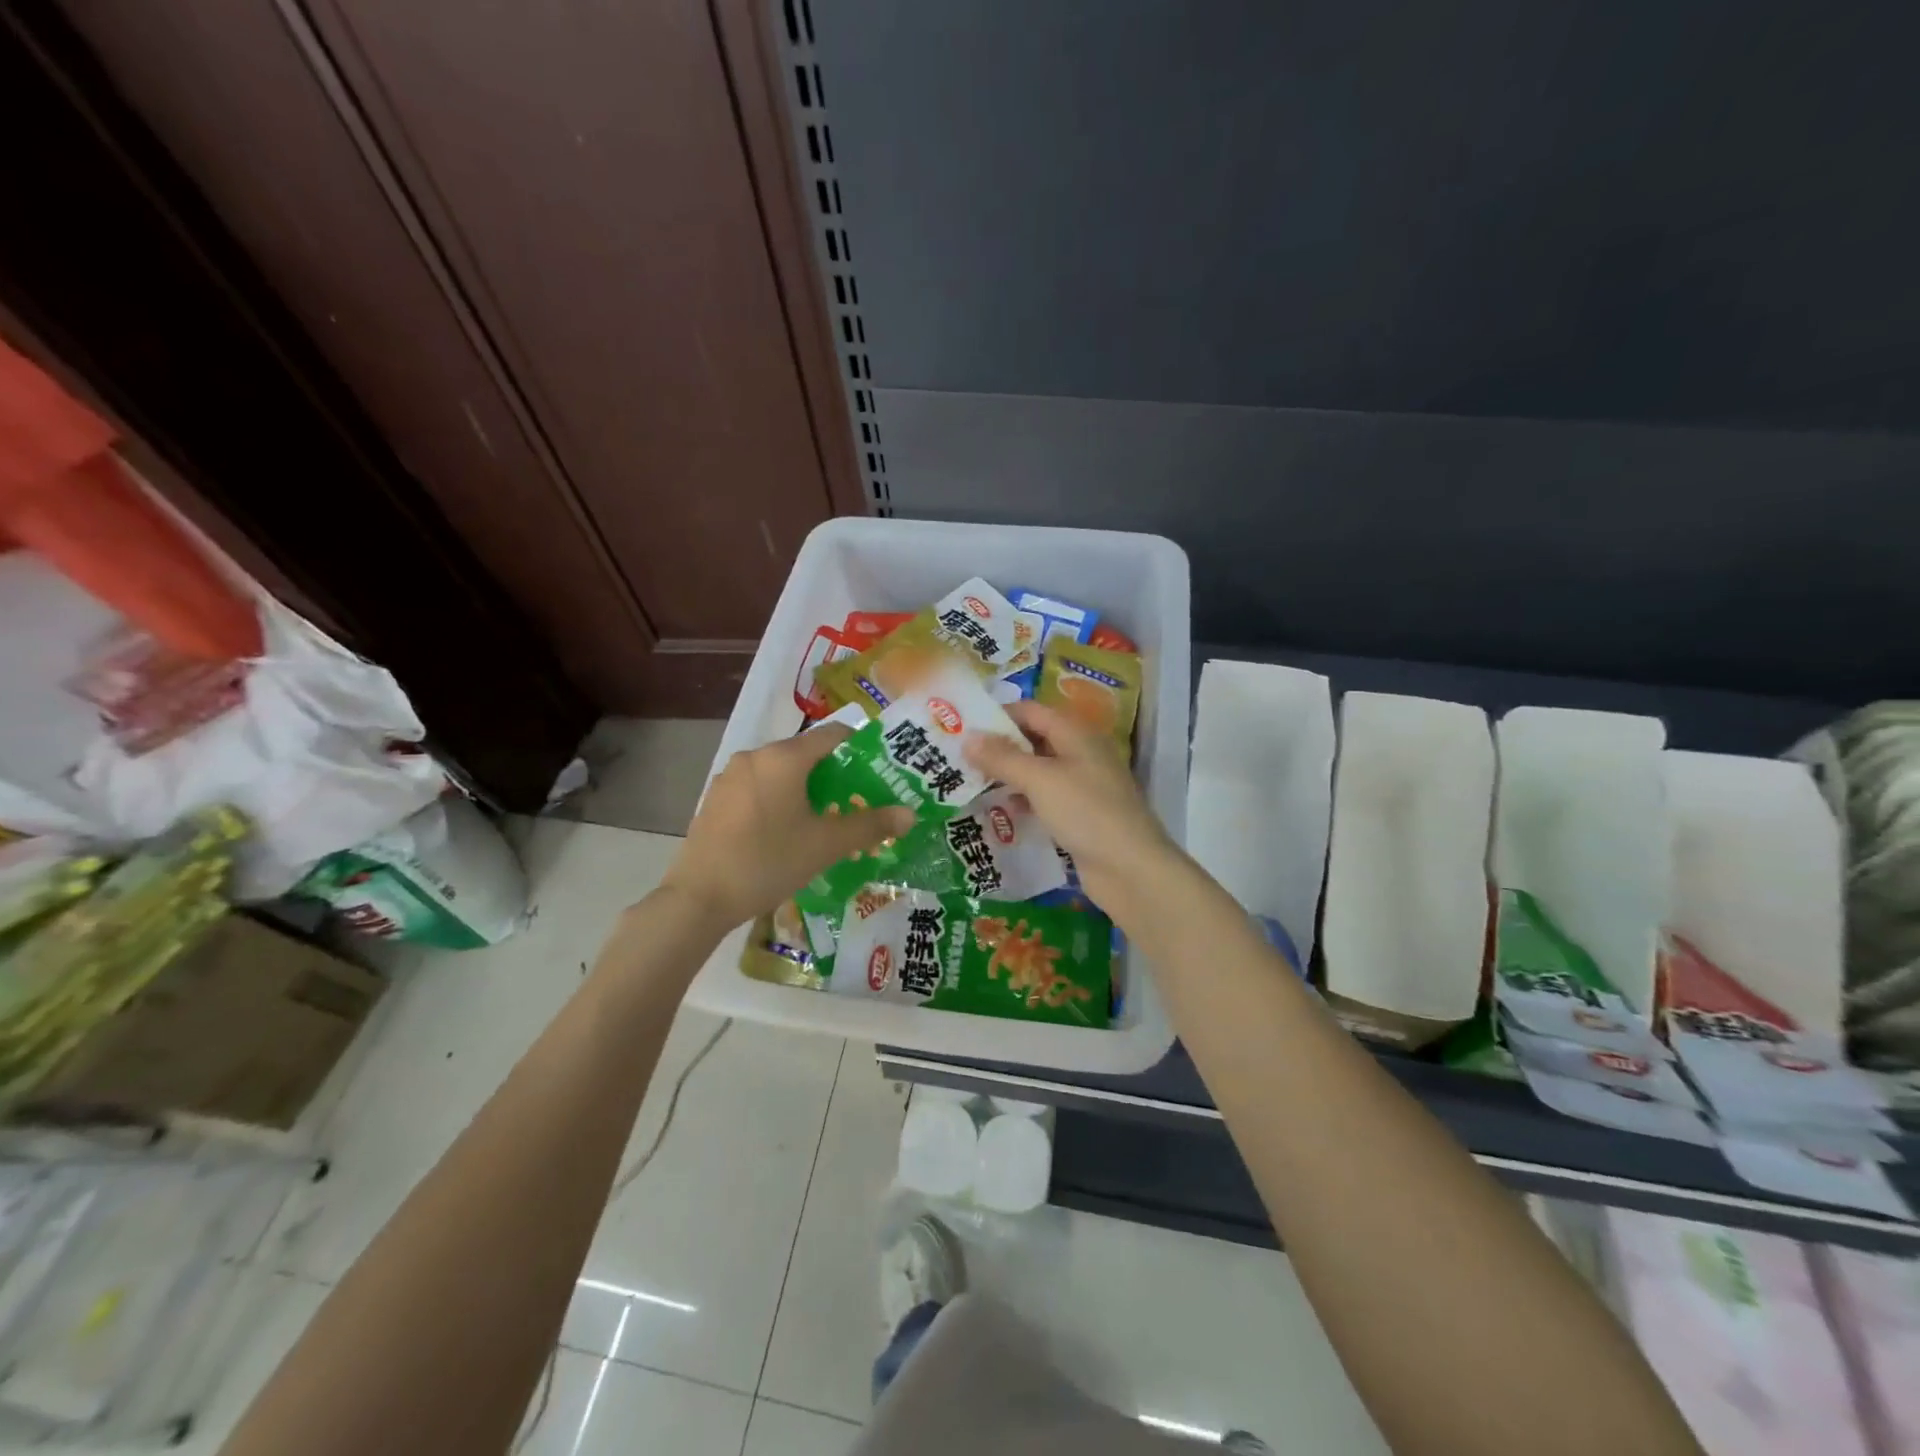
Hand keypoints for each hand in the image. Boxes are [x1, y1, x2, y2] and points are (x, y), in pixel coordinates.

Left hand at [663, 726, 913, 929]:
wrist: (699, 898)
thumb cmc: (768, 862)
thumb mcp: (826, 845)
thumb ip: (870, 825)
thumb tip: (909, 814)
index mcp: (784, 757)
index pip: (833, 735)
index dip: (861, 748)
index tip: (879, 772)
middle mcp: (756, 756)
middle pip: (806, 754)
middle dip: (835, 775)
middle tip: (857, 803)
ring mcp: (731, 777)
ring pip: (781, 773)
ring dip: (806, 790)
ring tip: (824, 822)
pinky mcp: (716, 799)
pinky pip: (759, 789)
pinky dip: (779, 800)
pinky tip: (785, 833)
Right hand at [965, 701, 1177, 919]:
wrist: (1130, 868)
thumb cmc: (1085, 812)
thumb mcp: (1039, 780)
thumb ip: (1002, 758)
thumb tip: (968, 737)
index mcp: (1075, 733)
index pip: (1031, 710)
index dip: (998, 715)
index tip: (962, 727)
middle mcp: (1081, 753)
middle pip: (1034, 739)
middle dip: (999, 746)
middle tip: (958, 757)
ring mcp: (1083, 785)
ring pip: (1038, 770)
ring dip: (1008, 775)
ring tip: (970, 783)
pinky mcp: (1080, 814)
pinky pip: (1045, 798)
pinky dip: (1023, 800)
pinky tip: (1000, 811)